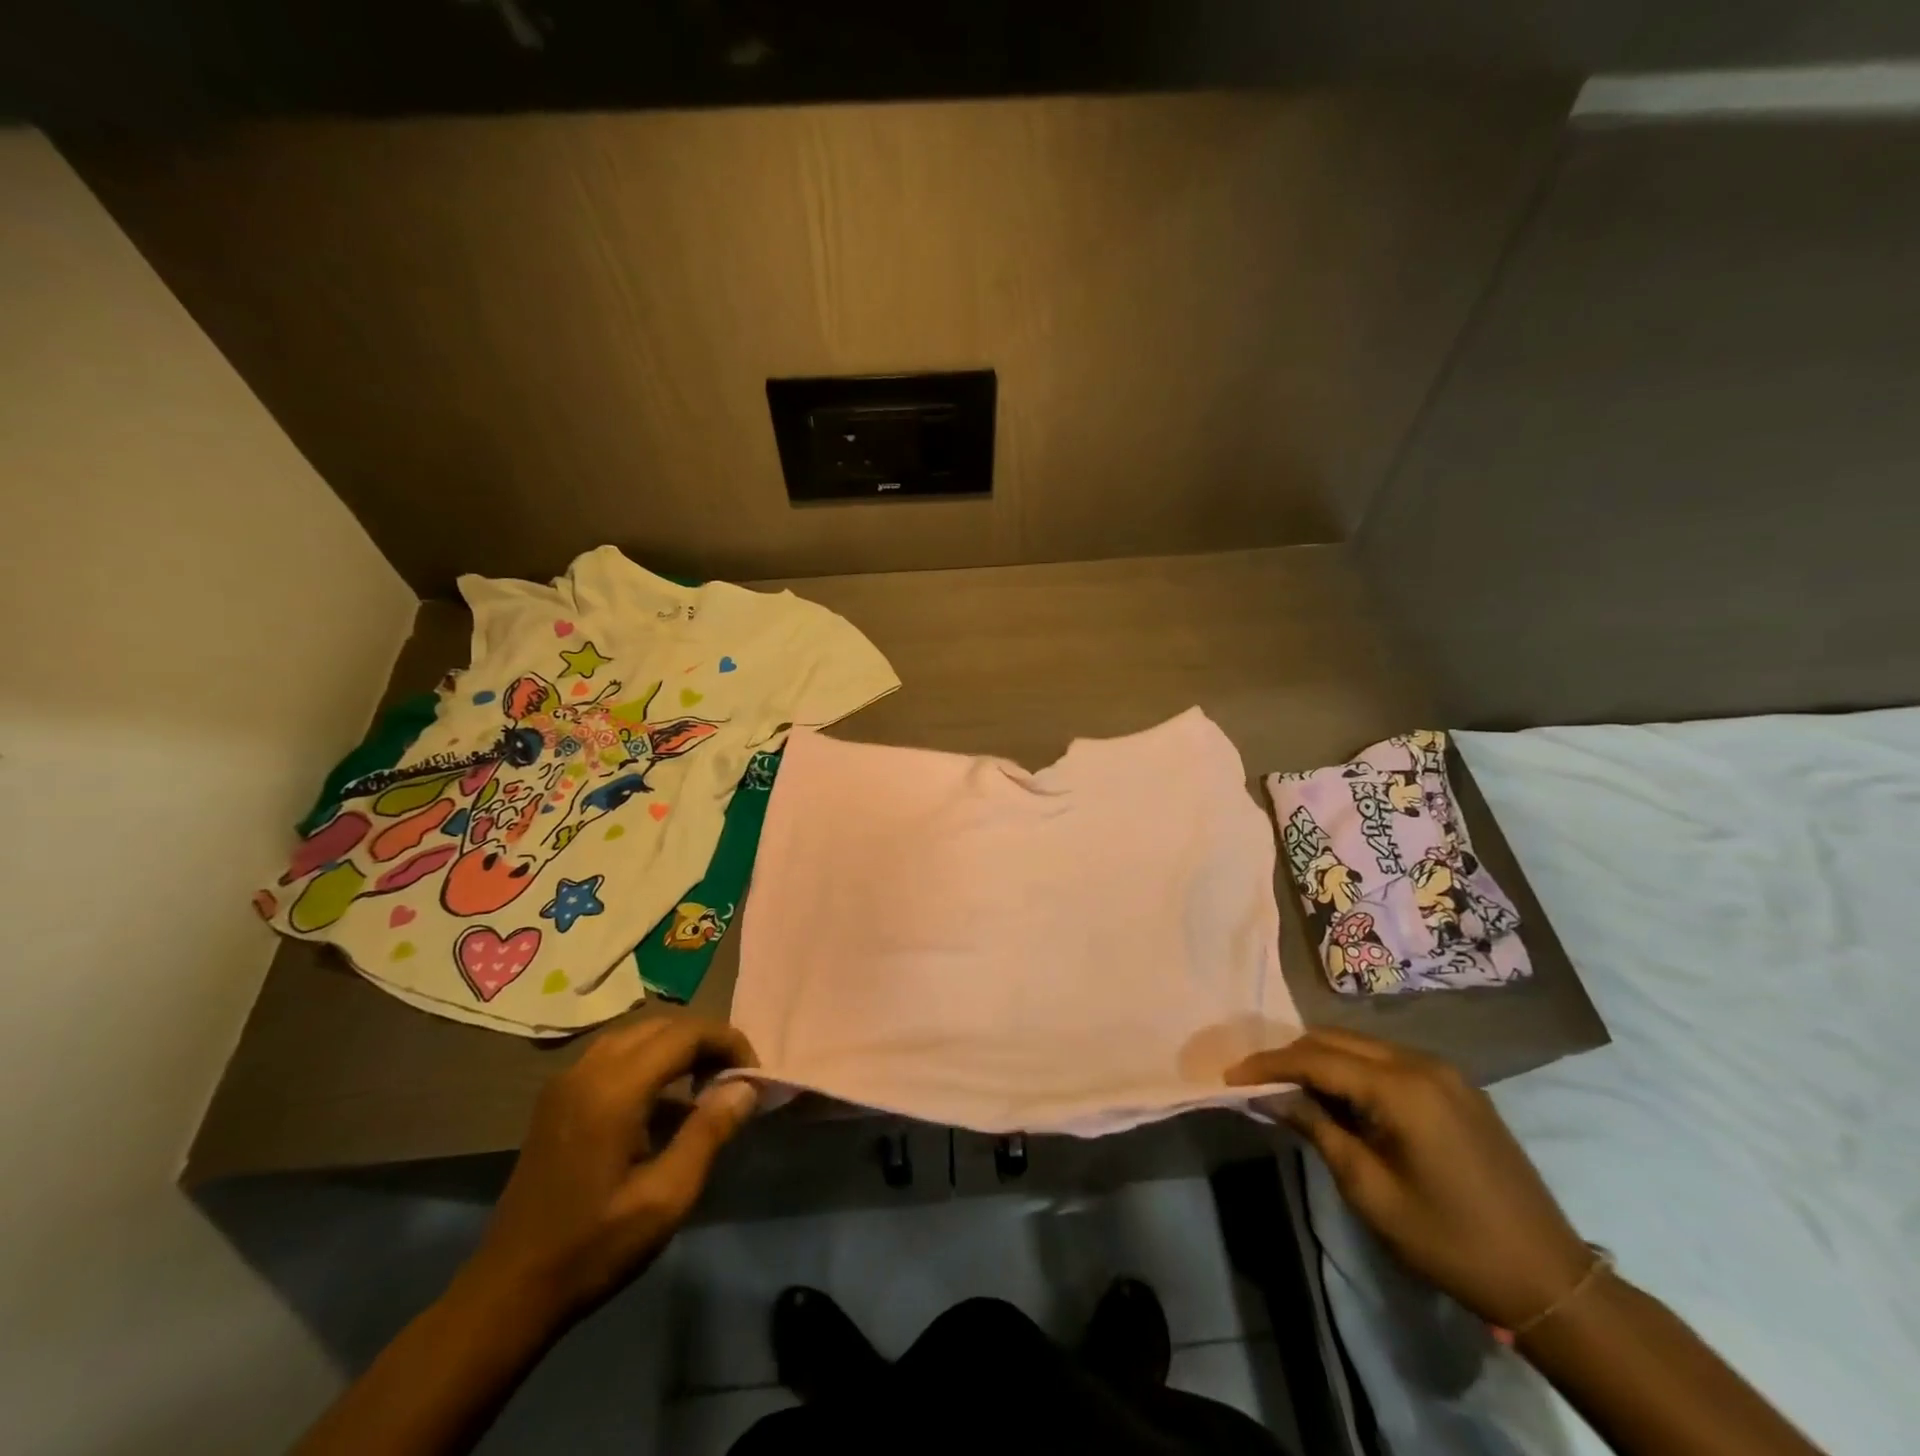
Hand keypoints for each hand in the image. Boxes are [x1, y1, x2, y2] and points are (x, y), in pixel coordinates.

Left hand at [461, 1016, 759, 1322]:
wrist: (507, 1293)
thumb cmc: (593, 1248)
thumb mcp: (666, 1198)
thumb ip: (709, 1132)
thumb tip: (747, 1086)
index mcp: (615, 1089)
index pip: (686, 1034)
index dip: (728, 1042)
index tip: (753, 1075)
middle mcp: (588, 1070)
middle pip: (663, 1025)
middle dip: (705, 1041)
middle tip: (734, 1079)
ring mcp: (567, 1081)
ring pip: (638, 1035)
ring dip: (677, 1048)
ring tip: (705, 1085)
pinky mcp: (557, 1098)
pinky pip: (615, 1054)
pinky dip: (650, 1060)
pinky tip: (663, 1103)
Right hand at [1227, 1027, 1591, 1329]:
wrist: (1549, 1279)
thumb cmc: (1450, 1240)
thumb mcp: (1370, 1191)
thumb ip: (1318, 1130)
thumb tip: (1271, 1097)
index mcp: (1400, 1087)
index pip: (1315, 1058)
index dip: (1268, 1064)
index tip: (1230, 1075)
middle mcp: (1421, 1063)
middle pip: (1336, 1040)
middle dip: (1292, 1057)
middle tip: (1257, 1082)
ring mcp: (1444, 1071)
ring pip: (1361, 1045)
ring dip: (1322, 1060)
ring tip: (1292, 1089)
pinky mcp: (1457, 1086)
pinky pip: (1388, 1060)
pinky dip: (1354, 1069)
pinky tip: (1341, 1098)